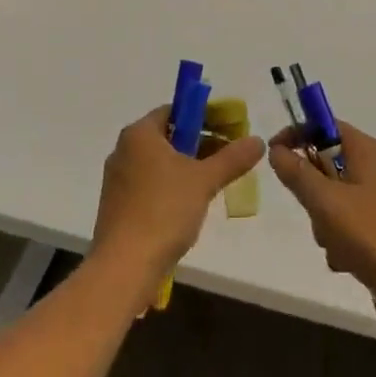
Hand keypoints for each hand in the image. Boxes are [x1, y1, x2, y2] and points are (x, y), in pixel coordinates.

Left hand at [90, 106, 264, 296]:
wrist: (124, 266)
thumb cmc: (164, 211)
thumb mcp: (204, 181)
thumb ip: (232, 158)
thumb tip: (258, 140)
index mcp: (139, 134)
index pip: (175, 110)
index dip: (205, 116)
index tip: (230, 129)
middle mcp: (124, 149)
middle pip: (168, 136)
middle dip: (200, 143)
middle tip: (229, 156)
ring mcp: (118, 179)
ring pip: (160, 162)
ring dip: (187, 167)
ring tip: (215, 182)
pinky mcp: (118, 205)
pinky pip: (150, 183)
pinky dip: (171, 186)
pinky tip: (190, 205)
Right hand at [268, 121, 375, 334]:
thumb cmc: (373, 235)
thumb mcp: (326, 201)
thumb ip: (297, 173)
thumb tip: (276, 150)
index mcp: (365, 149)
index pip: (323, 124)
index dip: (296, 134)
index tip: (274, 155)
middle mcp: (374, 166)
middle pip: (325, 163)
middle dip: (311, 191)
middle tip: (312, 209)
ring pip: (331, 197)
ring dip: (323, 221)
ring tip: (334, 242)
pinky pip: (346, 223)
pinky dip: (339, 239)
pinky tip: (346, 260)